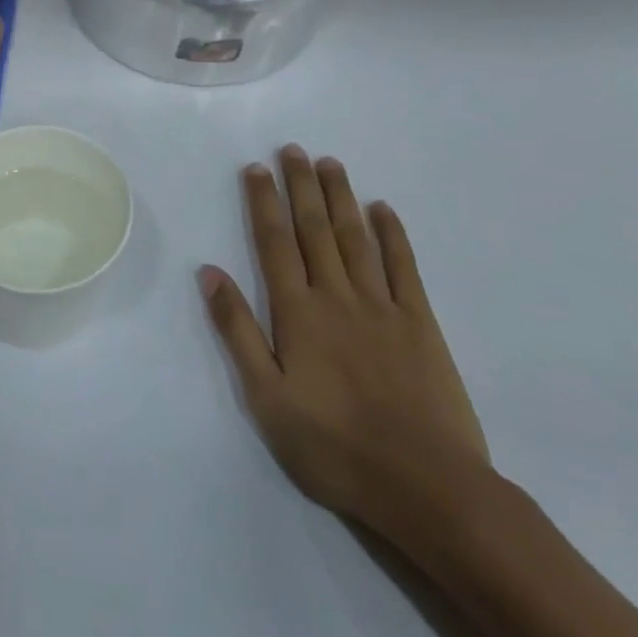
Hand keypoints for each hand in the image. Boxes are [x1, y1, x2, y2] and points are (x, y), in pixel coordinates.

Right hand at [200, 145, 490, 536]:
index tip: (255, 168)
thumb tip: (209, 272)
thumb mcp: (266, 397)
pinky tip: (383, 209)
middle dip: (300, 185)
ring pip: (355, 237)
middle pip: (314, 229)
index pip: (274, 242)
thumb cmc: (333, 447)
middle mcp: (336, 296)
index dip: (263, 201)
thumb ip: (237, 330)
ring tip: (329, 163)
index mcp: (297, 312)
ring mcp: (382, 306)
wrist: (427, 487)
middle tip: (292, 149)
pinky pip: (403, 268)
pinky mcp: (420, 324)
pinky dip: (393, 234)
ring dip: (339, 197)